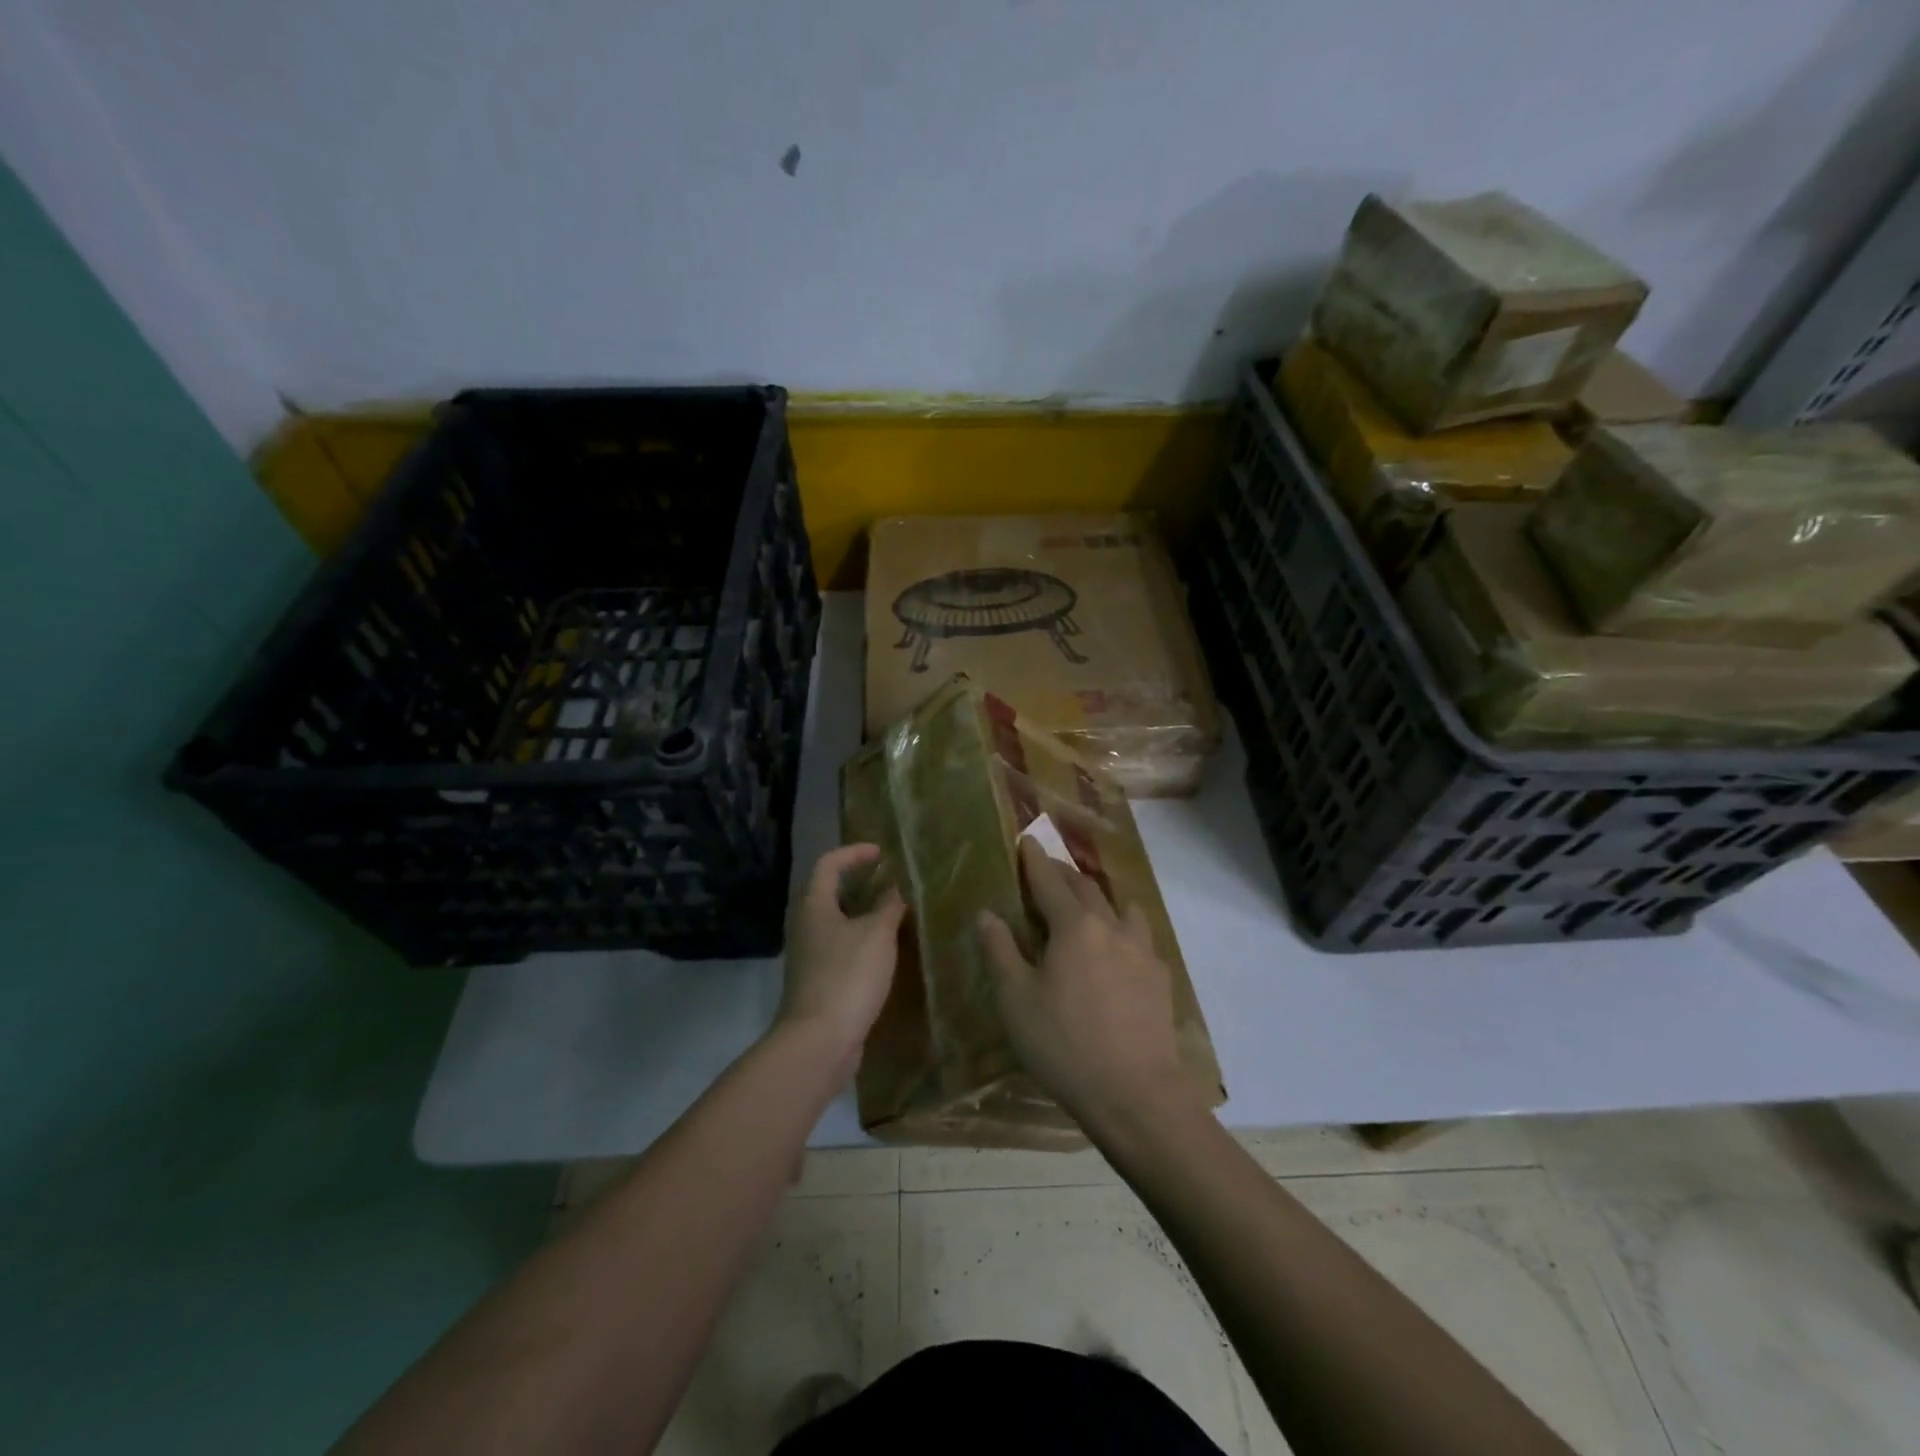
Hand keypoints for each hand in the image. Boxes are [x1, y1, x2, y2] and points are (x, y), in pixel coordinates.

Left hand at [776, 844, 906, 1071]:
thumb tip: (895, 887)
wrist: (818, 1041)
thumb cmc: (847, 976)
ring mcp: (809, 955)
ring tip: (895, 914)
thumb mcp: (877, 934)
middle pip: (829, 892)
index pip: (829, 863)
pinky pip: (841, 947)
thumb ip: (888, 905)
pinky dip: (862, 940)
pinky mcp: (818, 981)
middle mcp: (806, 925)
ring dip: (863, 914)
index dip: (854, 852)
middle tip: (892, 882)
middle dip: (860, 883)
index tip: (882, 853)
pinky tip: (886, 951)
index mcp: (814, 905)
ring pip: (837, 922)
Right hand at [977, 838, 1190, 1128]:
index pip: (1050, 881)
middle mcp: (1111, 927)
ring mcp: (1141, 950)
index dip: (1035, 860)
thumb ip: (999, 950)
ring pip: (1121, 908)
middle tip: (1049, 870)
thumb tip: (986, 913)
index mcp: (1074, 927)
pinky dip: (1122, 927)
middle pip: (1086, 888)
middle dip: (1064, 874)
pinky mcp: (1159, 977)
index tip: (1028, 840)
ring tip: (1088, 905)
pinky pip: (1139, 936)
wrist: (1134, 1093)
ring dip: (1100, 898)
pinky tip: (1118, 948)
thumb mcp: (1016, 999)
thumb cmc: (1064, 1044)